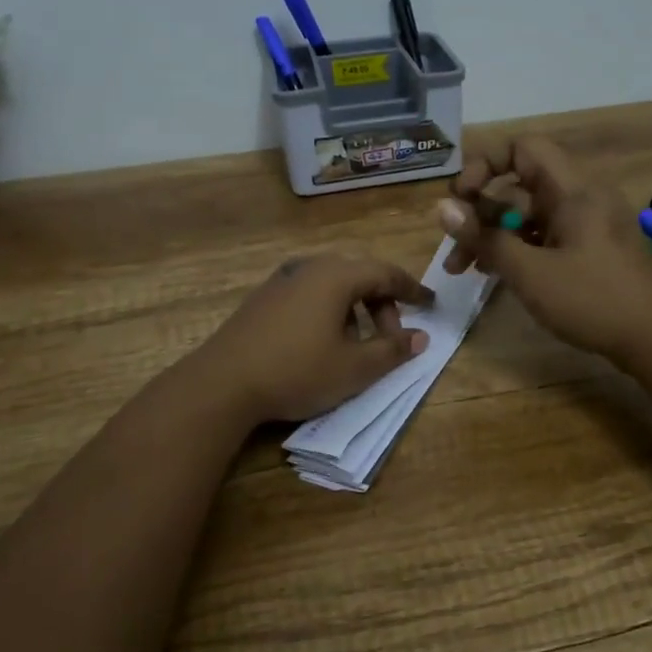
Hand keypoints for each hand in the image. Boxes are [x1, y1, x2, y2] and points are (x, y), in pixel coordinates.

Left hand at [191, 252, 433, 423]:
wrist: (222, 383)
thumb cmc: (297, 371)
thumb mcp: (354, 368)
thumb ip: (392, 350)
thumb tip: (420, 337)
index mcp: (336, 276)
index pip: (386, 273)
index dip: (412, 290)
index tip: (430, 305)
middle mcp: (310, 267)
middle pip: (359, 276)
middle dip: (383, 304)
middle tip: (391, 338)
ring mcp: (282, 280)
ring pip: (333, 285)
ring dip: (355, 310)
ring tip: (357, 344)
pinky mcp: (263, 298)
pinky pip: (310, 294)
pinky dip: (329, 311)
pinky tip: (323, 343)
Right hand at [435, 137, 651, 364]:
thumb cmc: (592, 300)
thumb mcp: (530, 272)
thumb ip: (485, 238)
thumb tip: (442, 208)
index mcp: (572, 189)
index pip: (522, 148)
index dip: (485, 164)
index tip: (461, 197)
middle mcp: (580, 197)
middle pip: (519, 186)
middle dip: (480, 212)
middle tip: (453, 247)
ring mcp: (586, 224)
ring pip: (528, 215)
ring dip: (494, 235)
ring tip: (463, 269)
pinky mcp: (589, 248)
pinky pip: (544, 235)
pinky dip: (518, 248)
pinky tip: (494, 273)